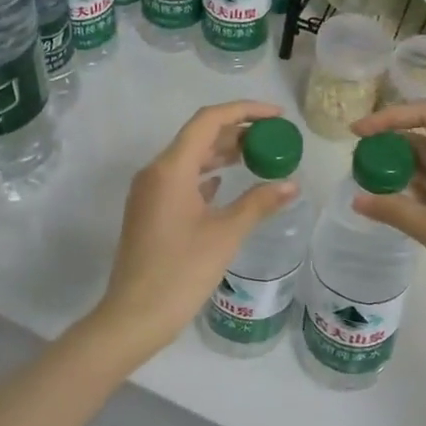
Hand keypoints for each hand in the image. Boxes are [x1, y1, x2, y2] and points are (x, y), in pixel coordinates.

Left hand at [93, 101, 301, 359]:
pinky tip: (226, 184)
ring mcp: (149, 191)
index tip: (277, 117)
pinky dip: (206, 175)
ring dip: (222, 154)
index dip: (245, 110)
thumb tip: (291, 185)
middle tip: (273, 139)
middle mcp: (156, 171)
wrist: (135, 315)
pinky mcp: (149, 210)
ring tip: (258, 157)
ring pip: (190, 158)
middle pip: (199, 136)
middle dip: (237, 132)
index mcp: (171, 168)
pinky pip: (181, 180)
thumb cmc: (181, 271)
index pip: (209, 120)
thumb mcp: (226, 235)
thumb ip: (259, 203)